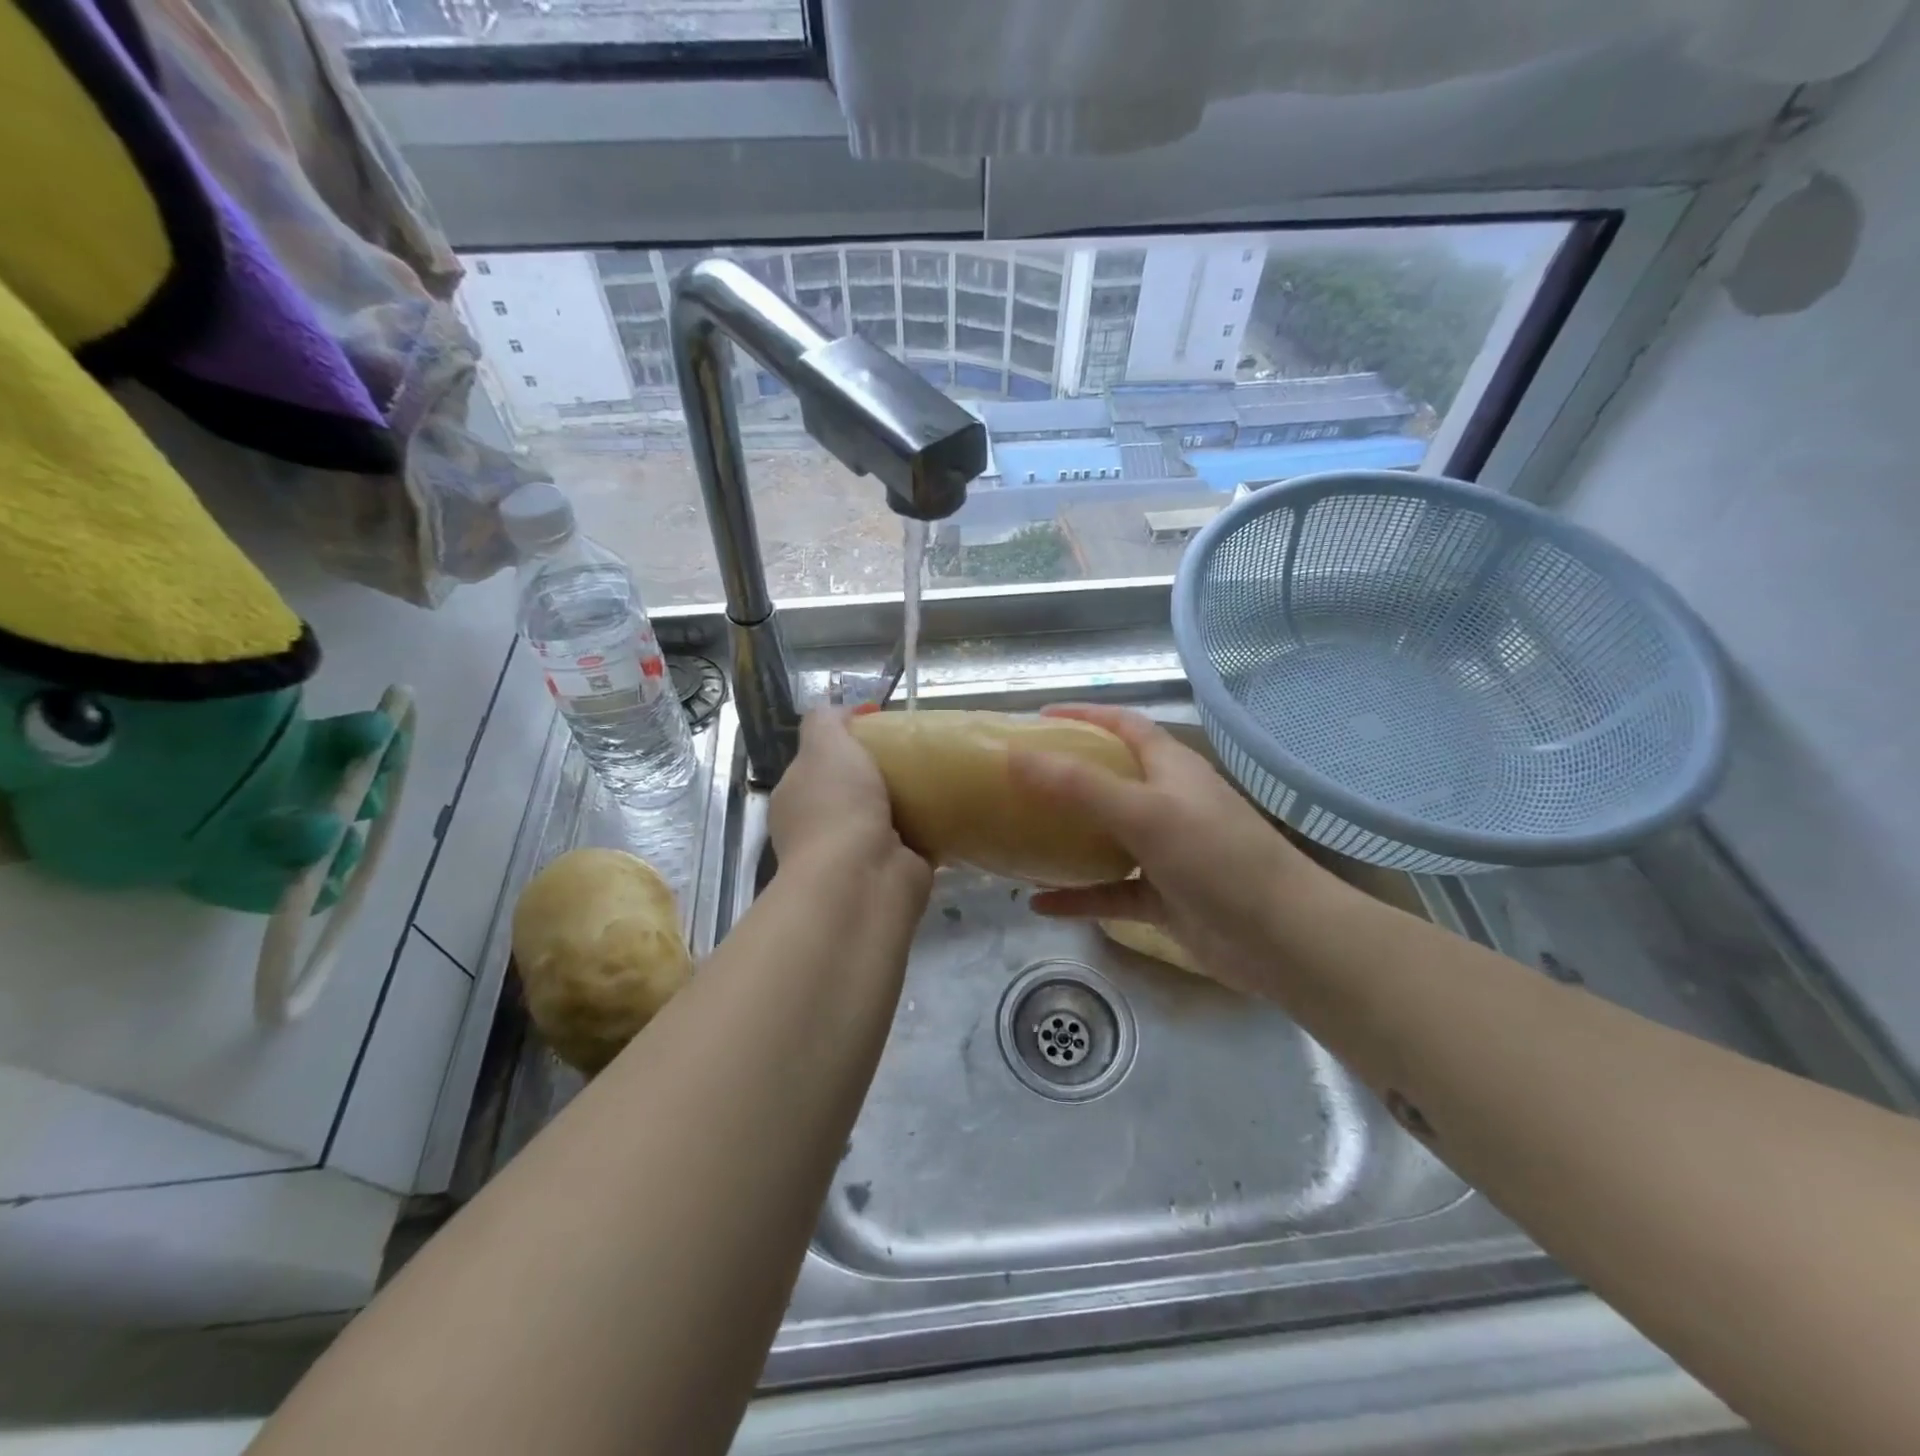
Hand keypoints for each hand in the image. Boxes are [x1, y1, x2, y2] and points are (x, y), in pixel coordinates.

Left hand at [769, 707, 931, 900]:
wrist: (863, 878)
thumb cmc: (836, 806)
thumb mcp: (823, 745)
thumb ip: (826, 721)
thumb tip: (844, 710)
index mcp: (798, 797)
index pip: (820, 760)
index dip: (847, 739)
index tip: (881, 721)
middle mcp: (825, 826)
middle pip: (859, 786)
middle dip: (884, 768)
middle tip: (918, 745)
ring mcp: (861, 851)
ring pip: (890, 813)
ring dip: (912, 797)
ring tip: (942, 769)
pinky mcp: (900, 868)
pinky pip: (920, 838)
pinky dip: (936, 824)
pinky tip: (956, 803)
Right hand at [1007, 705, 1338, 995]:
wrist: (1281, 939)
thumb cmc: (1216, 857)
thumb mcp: (1144, 812)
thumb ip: (1078, 786)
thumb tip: (1014, 757)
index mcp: (1171, 768)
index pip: (1124, 725)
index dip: (1084, 716)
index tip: (1037, 719)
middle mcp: (1167, 804)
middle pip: (1110, 779)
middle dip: (1066, 776)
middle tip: (1017, 780)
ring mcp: (1166, 854)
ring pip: (1107, 838)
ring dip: (1068, 837)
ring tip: (1021, 835)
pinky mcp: (1163, 898)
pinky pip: (1110, 892)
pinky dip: (1078, 896)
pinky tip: (1038, 904)